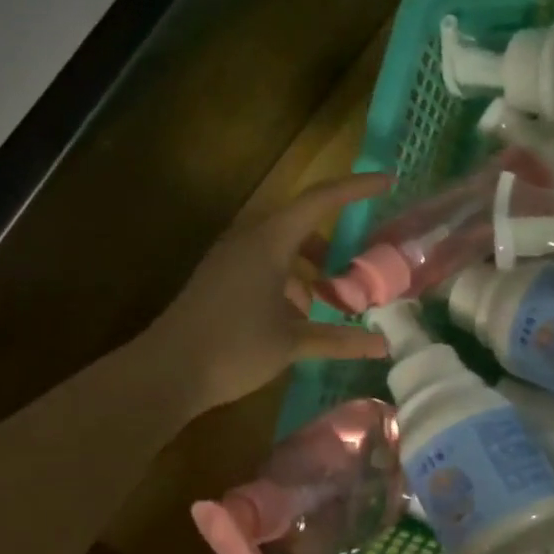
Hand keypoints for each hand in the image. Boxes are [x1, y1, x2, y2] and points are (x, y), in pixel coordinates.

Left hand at [155, 172, 392, 413]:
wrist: (166, 372)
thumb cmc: (233, 348)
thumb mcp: (293, 343)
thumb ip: (340, 339)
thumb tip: (383, 345)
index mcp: (268, 243)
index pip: (319, 201)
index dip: (355, 188)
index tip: (387, 181)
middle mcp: (248, 241)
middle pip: (301, 222)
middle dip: (335, 240)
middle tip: (362, 262)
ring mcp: (231, 259)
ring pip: (283, 246)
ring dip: (312, 265)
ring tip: (334, 297)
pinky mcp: (221, 279)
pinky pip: (265, 264)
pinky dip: (291, 279)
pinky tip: (301, 314)